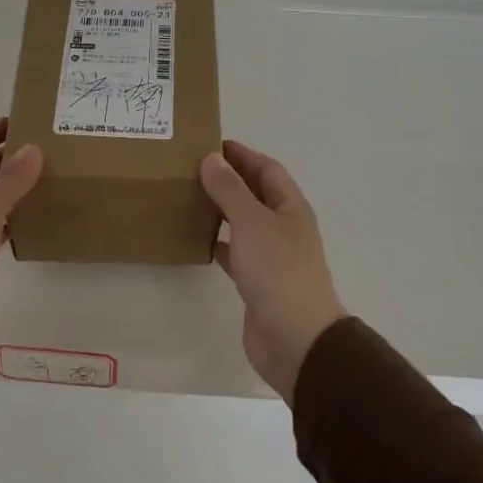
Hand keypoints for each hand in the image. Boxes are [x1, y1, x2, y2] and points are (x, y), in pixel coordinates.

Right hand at [199, 140, 347, 402]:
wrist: (294, 338)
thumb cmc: (278, 272)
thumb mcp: (252, 222)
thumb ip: (230, 190)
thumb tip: (211, 159)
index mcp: (291, 208)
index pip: (268, 169)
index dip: (243, 155)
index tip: (211, 144)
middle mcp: (283, 228)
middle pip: (256, 194)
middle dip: (229, 179)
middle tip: (191, 169)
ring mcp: (272, 257)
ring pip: (243, 223)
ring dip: (221, 210)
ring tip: (188, 198)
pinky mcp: (257, 282)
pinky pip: (235, 253)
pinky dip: (218, 243)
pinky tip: (196, 240)